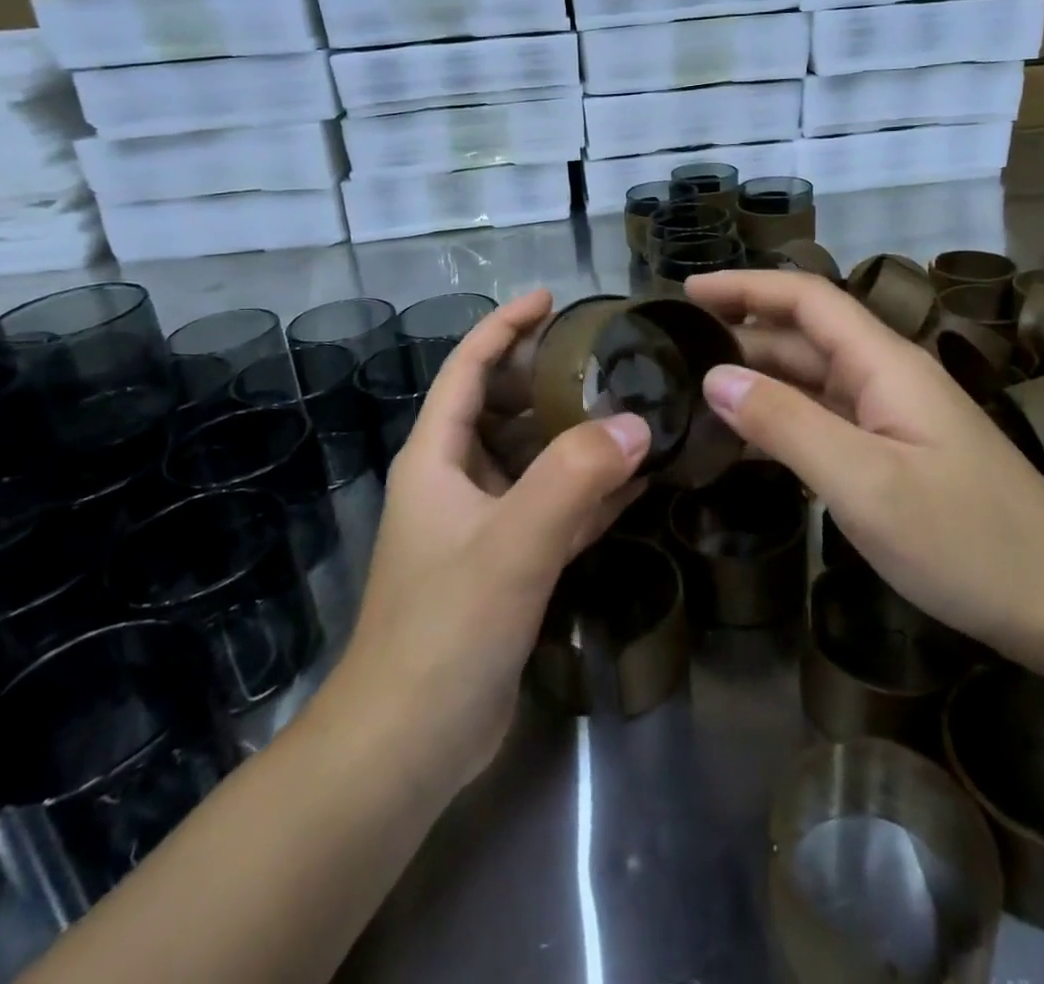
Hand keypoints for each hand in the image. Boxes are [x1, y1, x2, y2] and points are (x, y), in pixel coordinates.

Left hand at [331, 291, 649, 788]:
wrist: (408, 745)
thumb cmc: (444, 629)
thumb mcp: (511, 544)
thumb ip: (572, 479)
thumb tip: (636, 424)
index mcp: (436, 459)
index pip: (467, 370)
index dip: (504, 327)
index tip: (550, 299)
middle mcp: (455, 481)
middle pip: (502, 409)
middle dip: (549, 379)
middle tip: (609, 359)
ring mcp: (480, 525)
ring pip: (532, 461)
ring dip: (576, 438)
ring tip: (632, 411)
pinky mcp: (505, 565)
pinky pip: (552, 510)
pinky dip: (588, 492)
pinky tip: (635, 483)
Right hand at [684, 270, 1043, 657]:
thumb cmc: (966, 540)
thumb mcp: (864, 483)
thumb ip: (786, 424)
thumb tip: (714, 377)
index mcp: (885, 363)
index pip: (807, 299)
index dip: (746, 285)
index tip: (688, 290)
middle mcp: (886, 378)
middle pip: (804, 336)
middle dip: (741, 332)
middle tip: (674, 351)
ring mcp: (891, 417)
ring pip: (811, 380)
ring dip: (756, 378)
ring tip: (693, 392)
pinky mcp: (892, 454)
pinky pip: (823, 421)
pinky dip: (779, 420)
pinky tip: (742, 442)